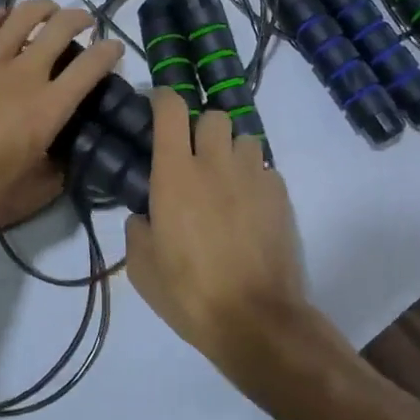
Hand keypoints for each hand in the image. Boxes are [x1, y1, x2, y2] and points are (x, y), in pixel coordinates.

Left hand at [0, 0, 123, 237]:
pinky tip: (2, 18)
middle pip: (61, 28)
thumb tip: (68, 158)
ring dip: (44, 8)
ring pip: (24, 15)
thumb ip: (56, 175)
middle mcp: (23, 74)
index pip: (91, 67)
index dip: (109, 52)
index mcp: (47, 108)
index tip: (114, 49)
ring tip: (50, 11)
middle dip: (80, 19)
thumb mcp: (27, 198)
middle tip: (84, 22)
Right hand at [125, 91, 308, 380]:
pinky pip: (266, 169)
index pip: (171, 110)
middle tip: (194, 157)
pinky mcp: (281, 196)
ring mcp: (253, 177)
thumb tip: (145, 216)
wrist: (255, 320)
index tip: (158, 105)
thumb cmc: (189, 293)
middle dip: (202, 128)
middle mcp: (215, 164)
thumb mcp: (142, 268)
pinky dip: (255, 179)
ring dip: (232, 151)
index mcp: (175, 174)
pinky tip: (250, 208)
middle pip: (213, 116)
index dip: (163, 98)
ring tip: (226, 181)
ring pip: (245, 138)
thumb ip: (138, 230)